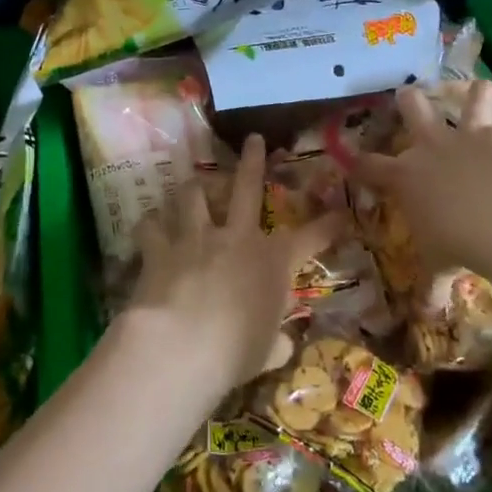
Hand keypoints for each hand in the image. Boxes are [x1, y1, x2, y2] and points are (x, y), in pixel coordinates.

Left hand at [126, 134, 342, 395]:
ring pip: (194, 196)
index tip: (343, 213)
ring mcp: (196, 238)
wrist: (181, 345)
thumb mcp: (267, 352)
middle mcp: (237, 238)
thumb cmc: (235, 353)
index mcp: (273, 262)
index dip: (330, 225)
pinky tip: (149, 221)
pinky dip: (151, 223)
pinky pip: (151, 226)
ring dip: (194, 186)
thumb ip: (275, 342)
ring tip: (192, 180)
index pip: (312, 238)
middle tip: (252, 139)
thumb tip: (283, 345)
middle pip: (247, 187)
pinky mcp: (160, 248)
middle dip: (252, 161)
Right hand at [352, 82, 491, 274]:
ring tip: (486, 98)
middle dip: (409, 99)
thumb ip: (430, 288)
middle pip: (414, 107)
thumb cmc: (456, 244)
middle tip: (410, 97)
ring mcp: (474, 134)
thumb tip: (424, 318)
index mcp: (408, 176)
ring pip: (474, 94)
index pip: (371, 165)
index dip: (359, 160)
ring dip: (480, 95)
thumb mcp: (438, 267)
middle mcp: (435, 145)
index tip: (352, 156)